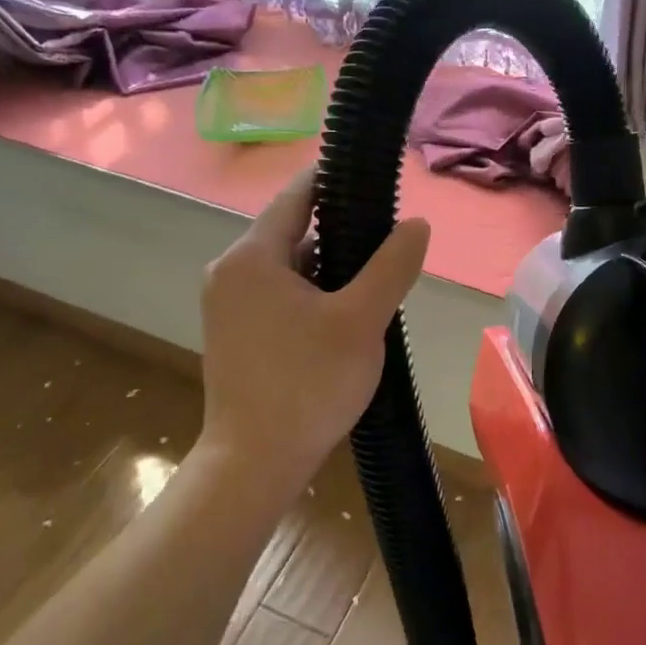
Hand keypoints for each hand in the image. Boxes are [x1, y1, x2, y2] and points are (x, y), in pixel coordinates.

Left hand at [198, 168, 430, 506]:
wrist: (254, 464)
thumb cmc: (308, 384)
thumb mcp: (362, 320)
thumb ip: (392, 265)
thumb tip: (416, 223)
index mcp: (252, 257)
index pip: (297, 196)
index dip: (336, 181)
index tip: (374, 180)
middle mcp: (230, 272)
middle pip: (294, 232)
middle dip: (342, 234)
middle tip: (388, 245)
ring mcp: (229, 306)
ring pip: (289, 268)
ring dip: (330, 269)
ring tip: (375, 282)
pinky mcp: (236, 334)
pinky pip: (279, 296)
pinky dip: (312, 295)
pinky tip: (345, 317)